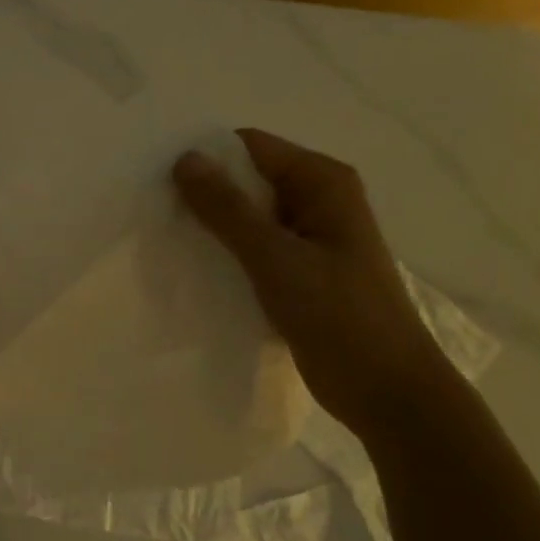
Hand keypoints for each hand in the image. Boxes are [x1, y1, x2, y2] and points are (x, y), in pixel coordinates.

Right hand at [173, 129, 458, 437]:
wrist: (388, 392)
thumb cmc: (340, 316)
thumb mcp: (276, 258)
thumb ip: (228, 209)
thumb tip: (185, 158)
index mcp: (322, 183)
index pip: (251, 147)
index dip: (206, 158)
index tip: (156, 178)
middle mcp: (318, 201)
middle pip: (248, 181)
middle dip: (204, 194)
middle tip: (151, 211)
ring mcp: (310, 240)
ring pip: (248, 219)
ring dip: (212, 228)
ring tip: (162, 239)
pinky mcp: (301, 274)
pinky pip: (255, 251)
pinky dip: (226, 256)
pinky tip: (192, 270)